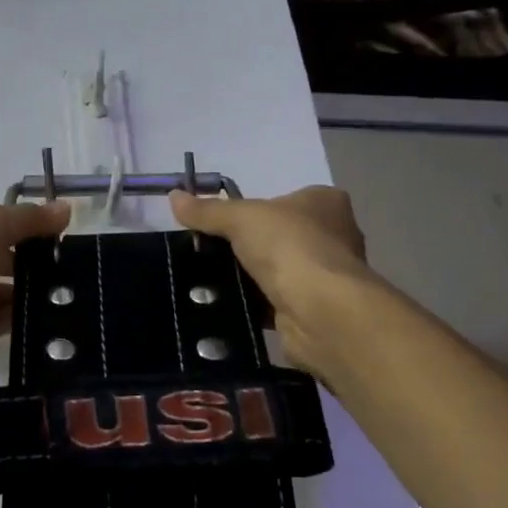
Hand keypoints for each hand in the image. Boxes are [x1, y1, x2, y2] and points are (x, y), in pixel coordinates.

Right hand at [168, 186, 371, 370]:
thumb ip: (207, 211)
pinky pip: (276, 302)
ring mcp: (326, 276)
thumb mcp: (240, 218)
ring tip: (210, 281)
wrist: (320, 311)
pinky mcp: (315, 309)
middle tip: (209, 253)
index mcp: (326, 202)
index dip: (254, 210)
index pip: (285, 200)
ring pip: (277, 271)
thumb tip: (174, 196)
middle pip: (279, 236)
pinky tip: (228, 306)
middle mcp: (334, 235)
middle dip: (248, 246)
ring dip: (250, 277)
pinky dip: (254, 304)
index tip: (221, 225)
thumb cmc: (289, 247)